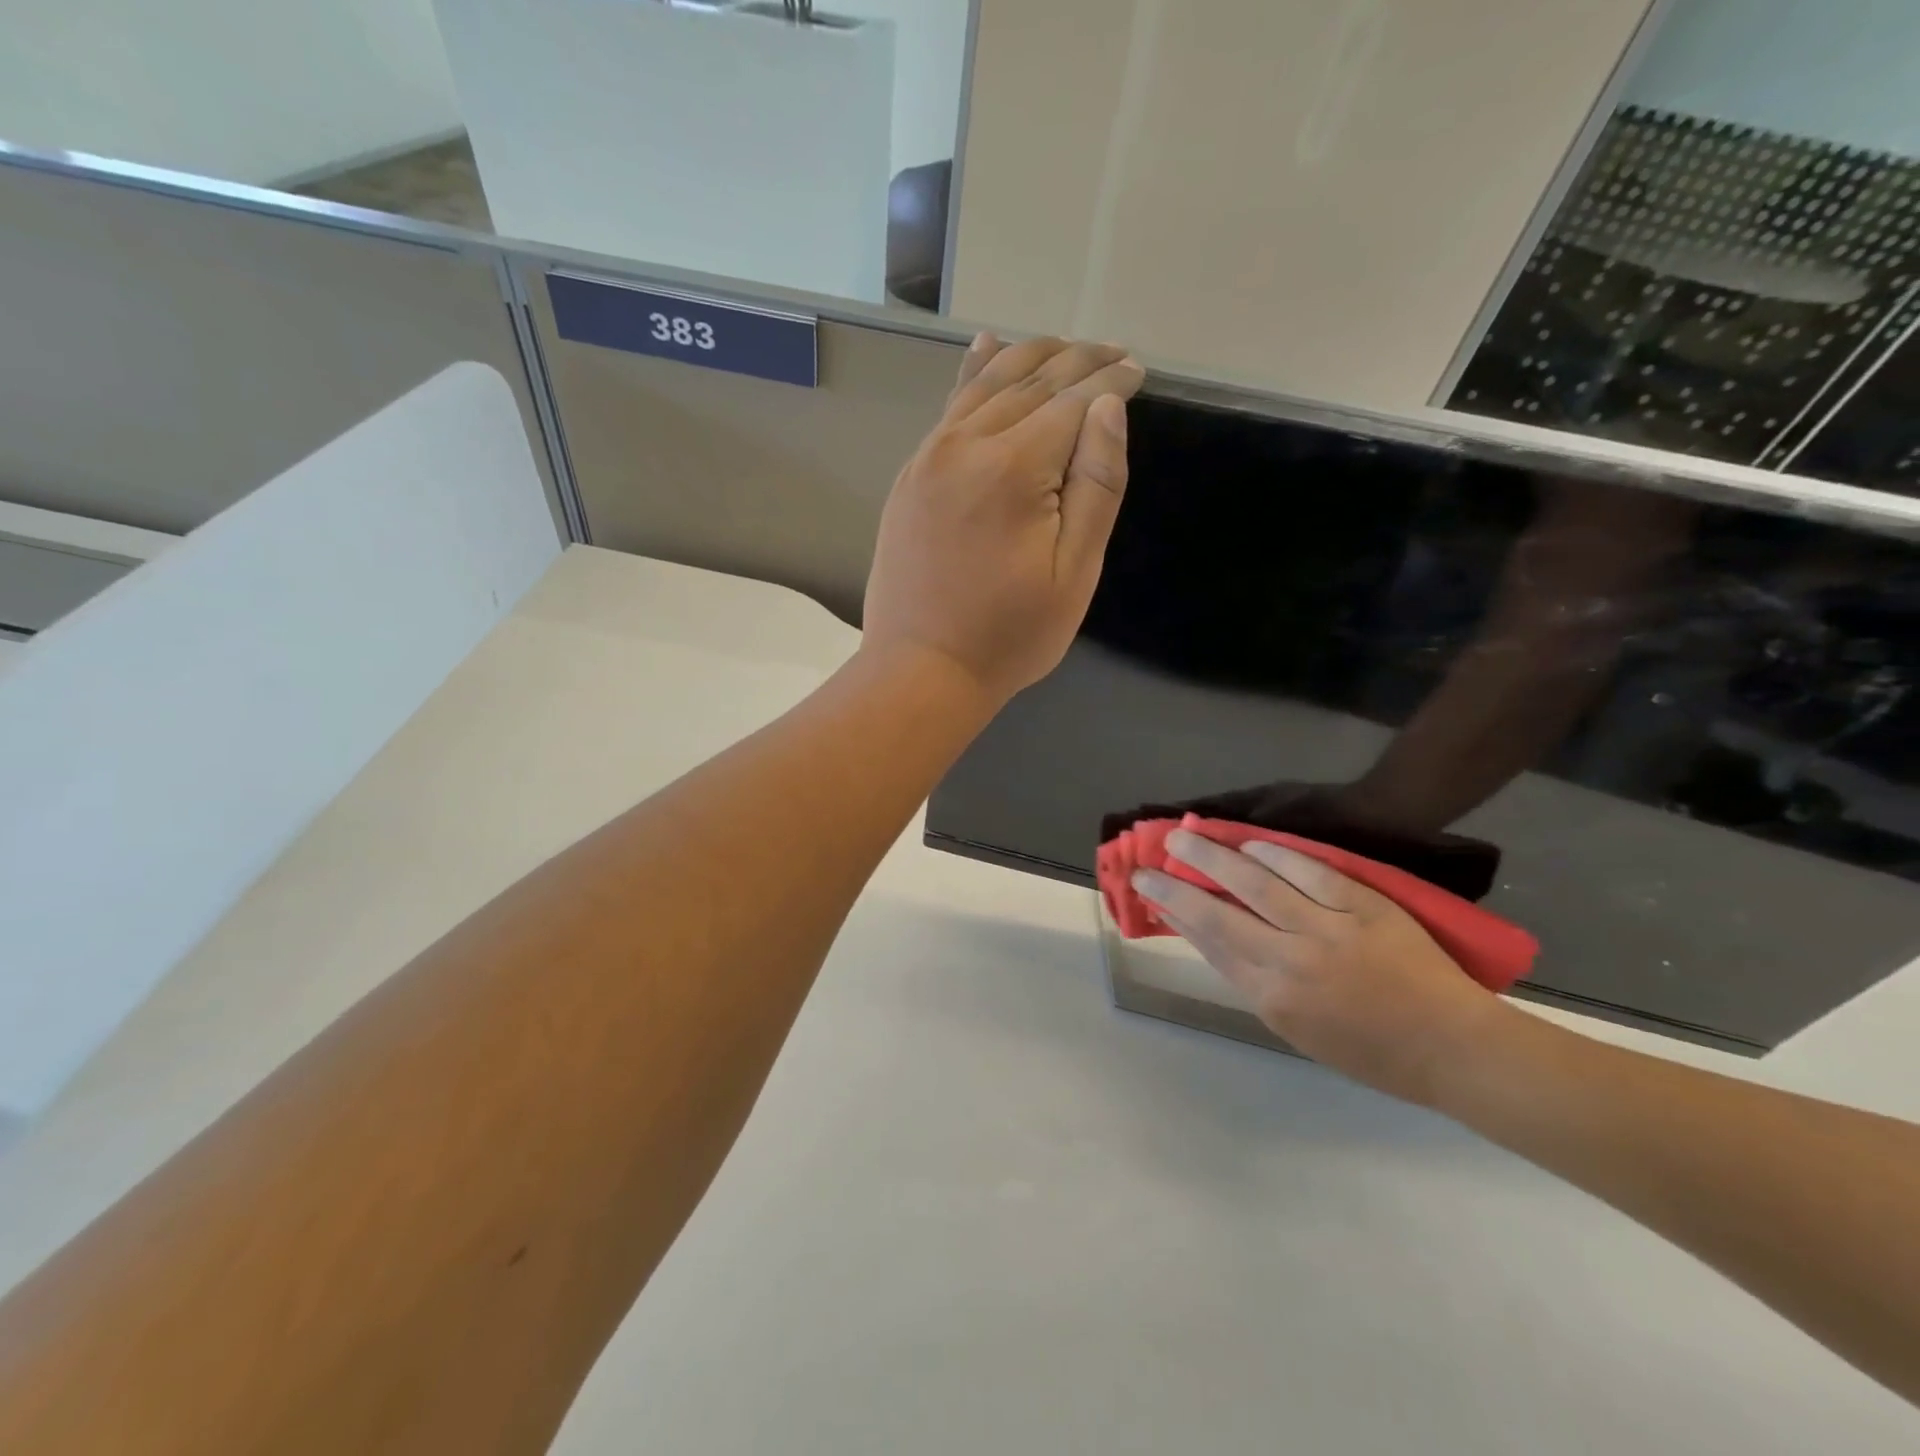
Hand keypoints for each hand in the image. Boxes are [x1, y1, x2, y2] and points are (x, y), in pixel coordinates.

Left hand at [862, 333, 1145, 705]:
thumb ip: (1096, 485)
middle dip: (1077, 361)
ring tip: (1064, 346)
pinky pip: (948, 408)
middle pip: (1029, 382)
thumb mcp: (1074, 572)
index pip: (1071, 401)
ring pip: (985, 385)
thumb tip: (1107, 407)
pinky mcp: (911, 475)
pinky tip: (986, 347)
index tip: (1138, 371)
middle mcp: (966, 446)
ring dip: (1029, 357)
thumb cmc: (1008, 634)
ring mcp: (930, 457)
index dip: (1110, 381)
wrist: (921, 669)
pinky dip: (973, 373)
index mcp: (1013, 468)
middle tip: (1113, 353)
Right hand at [1133, 828, 1516, 1106]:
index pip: (1208, 942)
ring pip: (1256, 883)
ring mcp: (1327, 930)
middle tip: (1149, 860)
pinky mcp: (1363, 906)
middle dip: (1176, 883)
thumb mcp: (1295, 1029)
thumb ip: (1251, 981)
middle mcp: (1289, 962)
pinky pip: (1309, 871)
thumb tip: (1209, 936)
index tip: (1148, 888)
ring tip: (1185, 835)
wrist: (1452, 1046)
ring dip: (1213, 856)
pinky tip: (1250, 841)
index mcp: (1271, 998)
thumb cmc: (1370, 1051)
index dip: (1173, 910)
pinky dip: (1276, 853)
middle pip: (1218, 912)